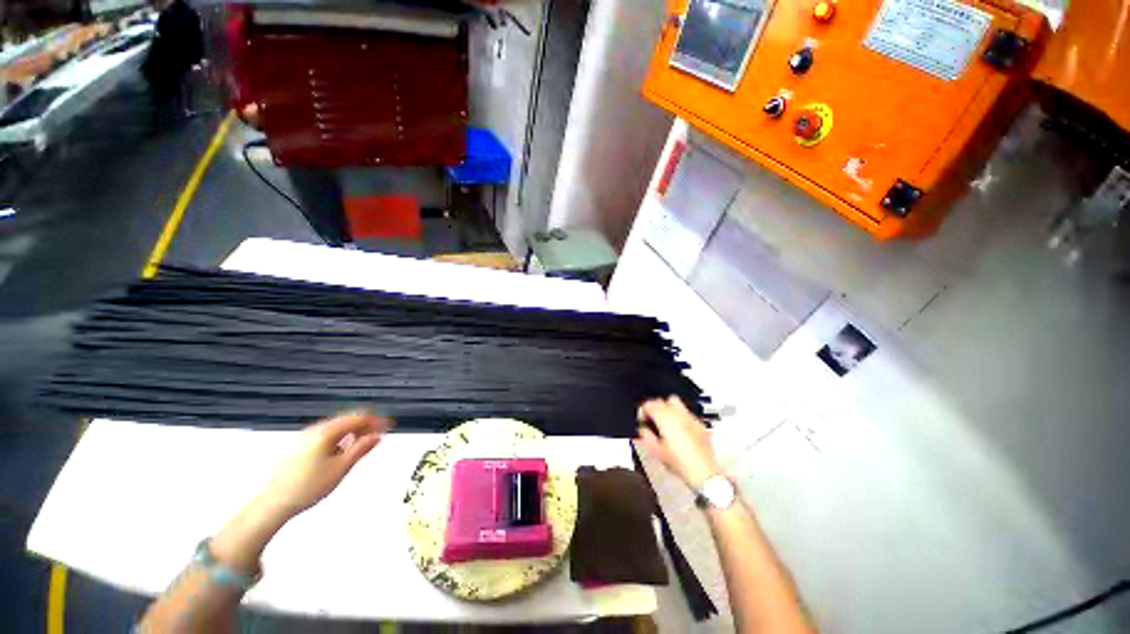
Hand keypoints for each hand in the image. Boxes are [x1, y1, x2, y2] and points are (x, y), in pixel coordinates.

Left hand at [257, 411, 392, 519]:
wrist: (274, 504)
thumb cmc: (308, 487)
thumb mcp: (341, 468)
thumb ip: (361, 448)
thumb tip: (377, 436)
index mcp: (327, 432)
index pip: (358, 418)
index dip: (375, 421)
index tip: (388, 427)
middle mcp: (315, 429)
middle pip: (346, 420)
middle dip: (365, 426)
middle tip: (378, 435)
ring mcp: (305, 437)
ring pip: (336, 427)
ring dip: (352, 432)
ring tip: (362, 444)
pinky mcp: (298, 446)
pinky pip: (326, 434)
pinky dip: (339, 438)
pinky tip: (342, 450)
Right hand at [636, 396, 717, 488]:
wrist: (703, 473)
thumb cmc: (680, 463)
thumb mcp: (656, 452)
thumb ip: (646, 436)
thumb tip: (643, 430)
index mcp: (665, 419)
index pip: (649, 404)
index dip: (643, 410)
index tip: (642, 419)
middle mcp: (678, 414)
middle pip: (662, 400)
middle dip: (655, 407)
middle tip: (652, 419)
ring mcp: (690, 418)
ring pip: (676, 403)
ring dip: (668, 409)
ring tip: (665, 421)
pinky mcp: (700, 424)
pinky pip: (687, 413)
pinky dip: (680, 417)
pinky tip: (679, 429)